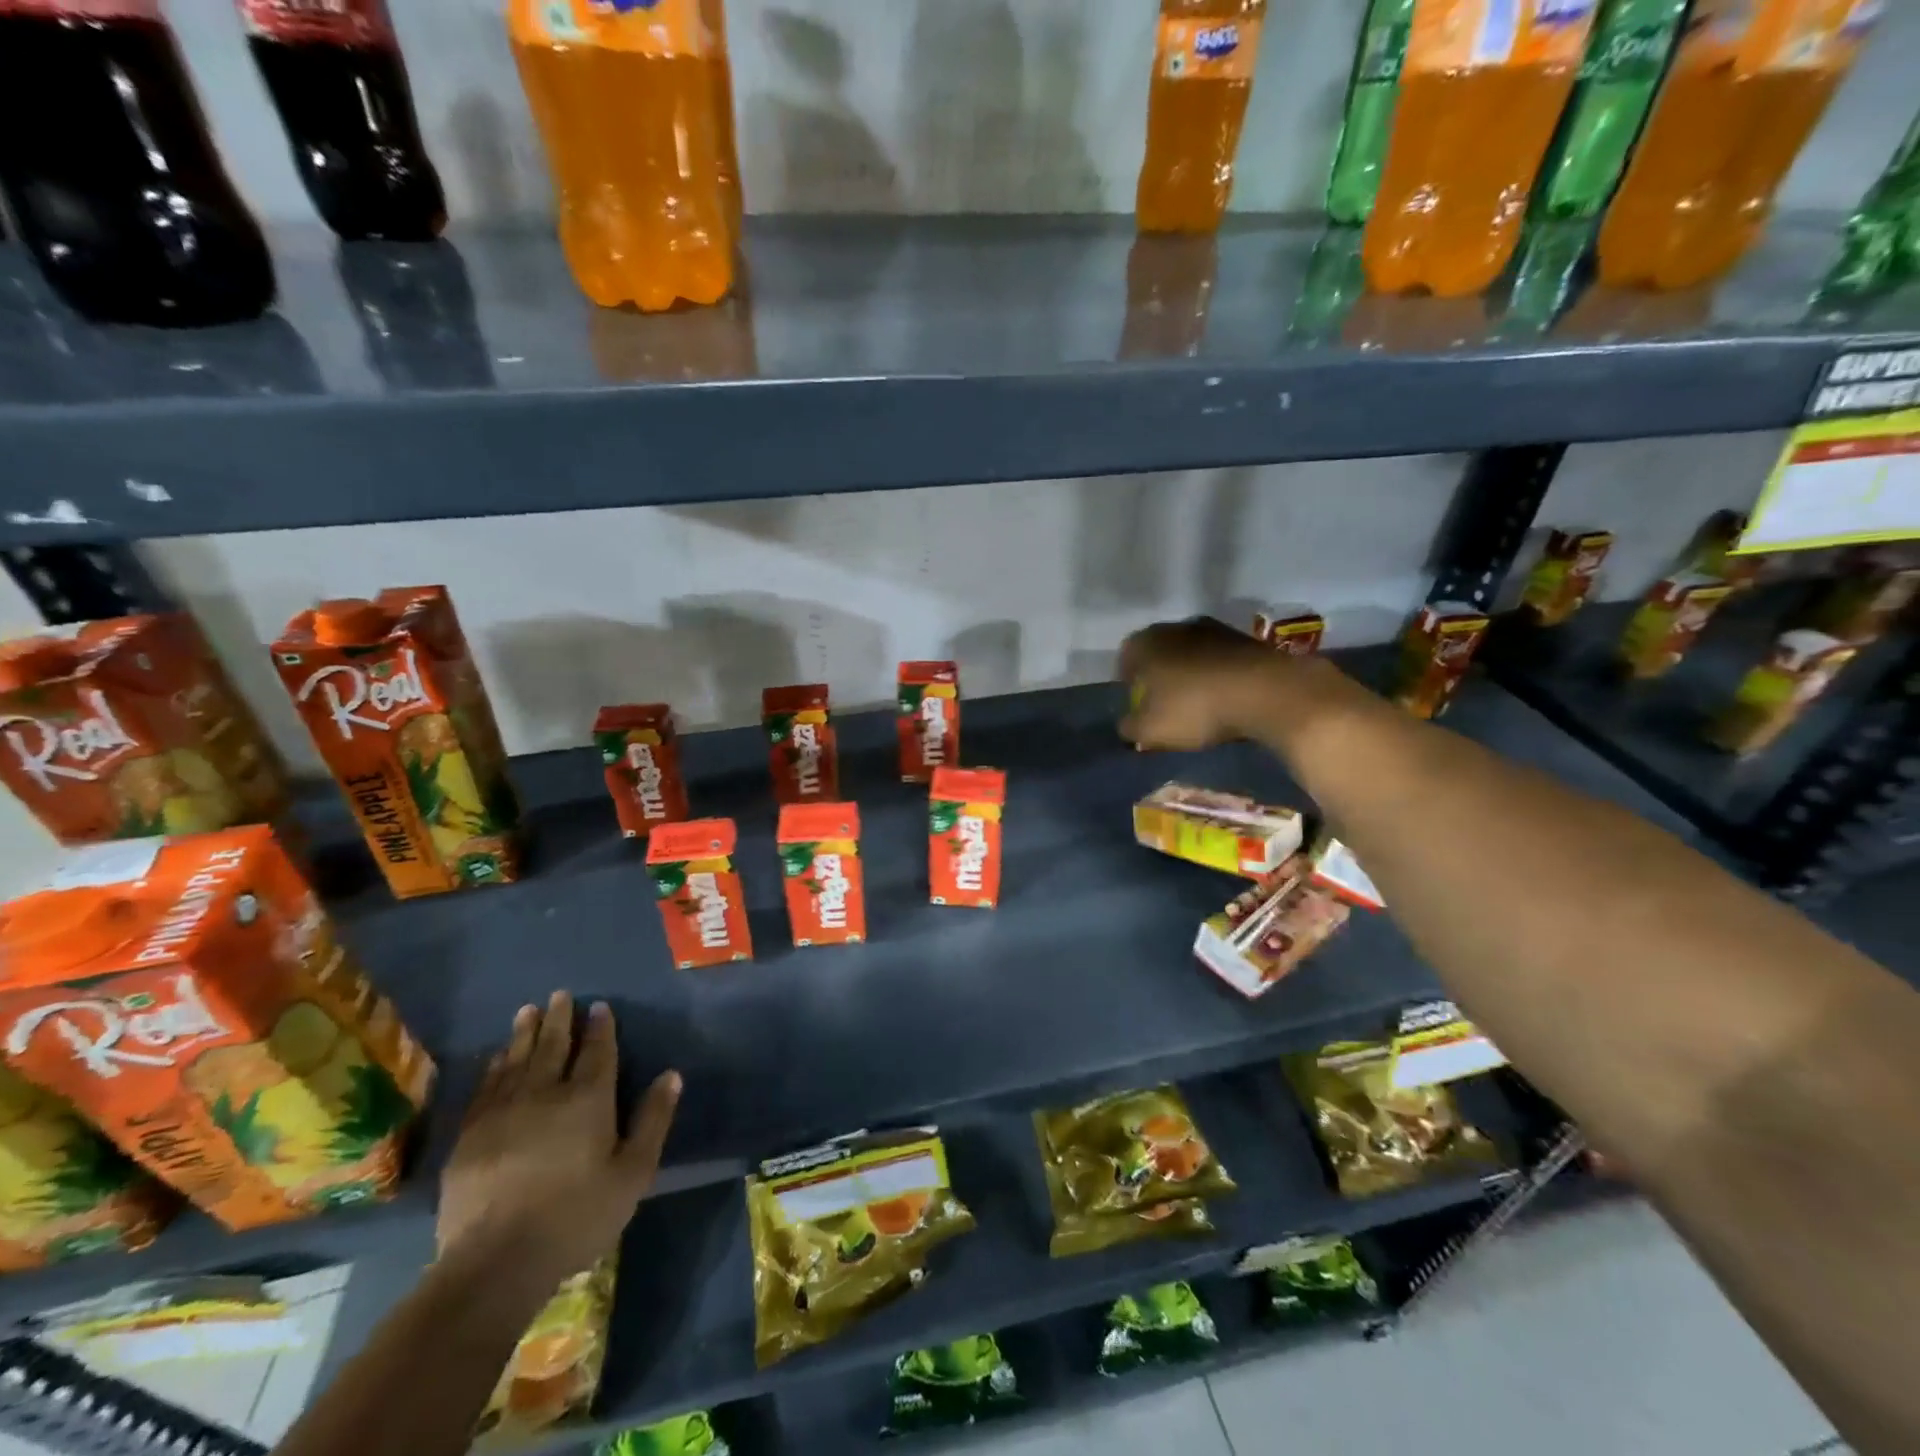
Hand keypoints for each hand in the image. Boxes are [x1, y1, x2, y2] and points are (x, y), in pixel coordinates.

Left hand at [437, 991, 679, 1284]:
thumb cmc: (577, 1216)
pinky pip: (485, 1087)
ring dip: (524, 1033)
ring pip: (516, 1060)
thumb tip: (671, 1074)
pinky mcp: (470, 1136)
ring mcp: (502, 1112)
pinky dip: (493, 1066)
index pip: (596, 1051)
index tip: (599, 1006)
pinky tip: (496, 1058)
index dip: (600, 1027)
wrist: (495, 1262)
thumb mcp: (633, 1173)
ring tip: (528, 1011)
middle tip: (559, 995)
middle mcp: (545, 1093)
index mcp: (588, 1099)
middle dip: (558, 1019)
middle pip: (552, 1046)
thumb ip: (653, 1120)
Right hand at [1118, 616, 1286, 749]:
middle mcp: (1174, 627)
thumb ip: (1130, 727)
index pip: (1125, 658)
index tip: (1136, 704)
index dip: (1127, 683)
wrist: (1265, 691)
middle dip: (1159, 676)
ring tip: (1197, 702)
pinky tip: (1224, 697)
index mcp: (1144, 642)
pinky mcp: (1244, 638)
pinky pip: (1219, 659)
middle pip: (1159, 653)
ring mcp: (1213, 628)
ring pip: (1190, 653)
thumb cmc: (1194, 707)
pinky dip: (1217, 675)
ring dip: (1190, 674)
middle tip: (1163, 703)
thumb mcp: (1150, 730)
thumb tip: (1127, 725)